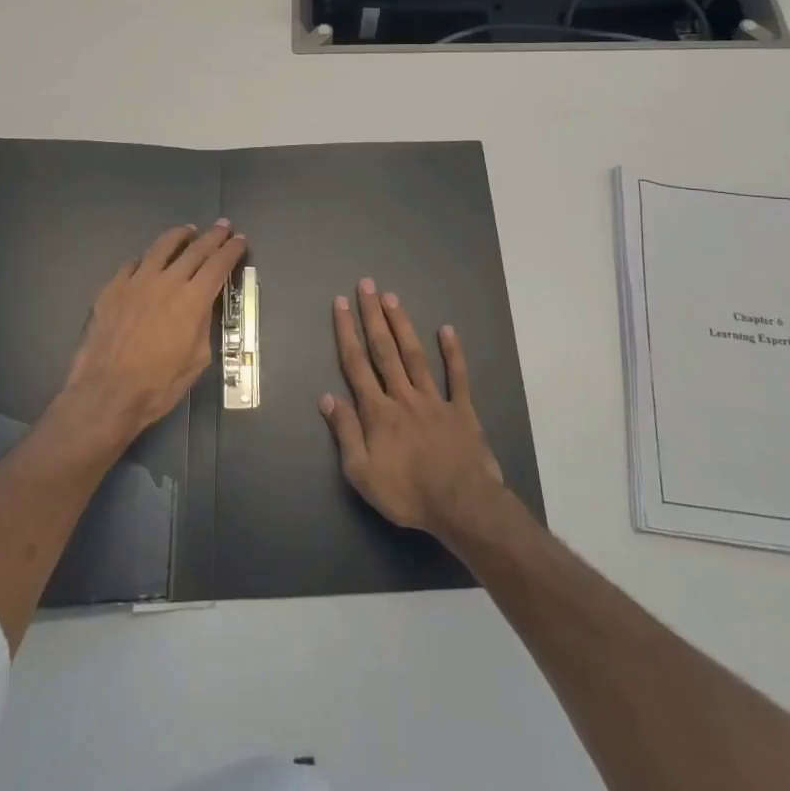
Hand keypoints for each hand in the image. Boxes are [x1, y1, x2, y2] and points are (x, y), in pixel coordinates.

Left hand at [60, 220, 246, 444]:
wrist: (106, 393)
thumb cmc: (158, 385)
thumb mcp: (197, 359)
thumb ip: (203, 325)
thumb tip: (203, 307)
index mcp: (192, 300)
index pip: (218, 264)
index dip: (232, 250)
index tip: (240, 240)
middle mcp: (167, 282)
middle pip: (195, 249)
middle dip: (213, 236)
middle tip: (223, 226)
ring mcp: (136, 282)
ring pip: (161, 247)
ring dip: (179, 236)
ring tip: (188, 231)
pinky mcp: (112, 288)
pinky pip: (132, 264)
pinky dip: (146, 258)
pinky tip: (148, 260)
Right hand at [320, 279, 504, 536]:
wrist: (461, 505)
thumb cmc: (407, 493)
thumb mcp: (361, 474)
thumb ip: (345, 432)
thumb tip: (327, 397)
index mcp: (377, 412)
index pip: (356, 365)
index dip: (346, 332)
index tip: (341, 304)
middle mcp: (403, 396)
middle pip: (384, 350)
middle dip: (373, 316)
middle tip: (367, 285)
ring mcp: (434, 399)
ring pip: (414, 355)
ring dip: (402, 324)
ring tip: (392, 297)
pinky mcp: (462, 409)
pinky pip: (457, 376)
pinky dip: (453, 352)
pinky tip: (447, 330)